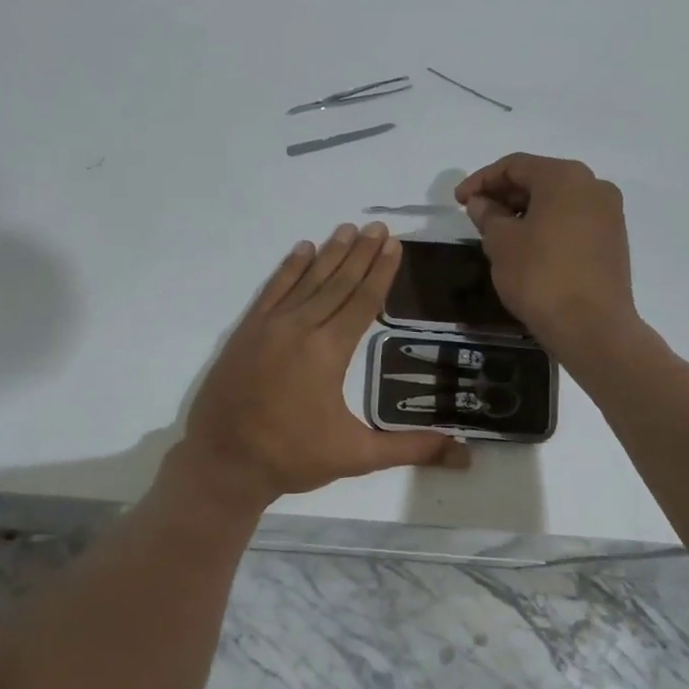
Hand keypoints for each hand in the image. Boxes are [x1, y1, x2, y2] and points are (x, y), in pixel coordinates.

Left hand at [169, 222, 469, 510]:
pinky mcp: (246, 331)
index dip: (381, 271)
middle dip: (360, 253)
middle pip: (337, 282)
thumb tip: (464, 456)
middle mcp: (300, 328)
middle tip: (377, 226)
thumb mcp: (356, 456)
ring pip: (306, 280)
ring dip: (329, 254)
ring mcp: (268, 326)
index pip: (362, 301)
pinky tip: (302, 250)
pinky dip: (288, 268)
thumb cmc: (292, 458)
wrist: (223, 462)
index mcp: (328, 351)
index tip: (393, 244)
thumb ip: (410, 449)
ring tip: (348, 229)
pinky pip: (272, 289)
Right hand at [454, 153, 638, 358]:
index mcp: (565, 177)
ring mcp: (608, 214)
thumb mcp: (502, 243)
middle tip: (476, 215)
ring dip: (525, 211)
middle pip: (540, 179)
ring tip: (497, 233)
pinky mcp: (613, 241)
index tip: (458, 201)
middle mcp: (593, 186)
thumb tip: (481, 203)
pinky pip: (572, 221)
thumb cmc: (540, 276)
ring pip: (558, 201)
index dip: (481, 180)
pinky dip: (546, 226)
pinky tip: (527, 247)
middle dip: (504, 194)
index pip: (515, 165)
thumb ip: (488, 215)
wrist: (592, 326)